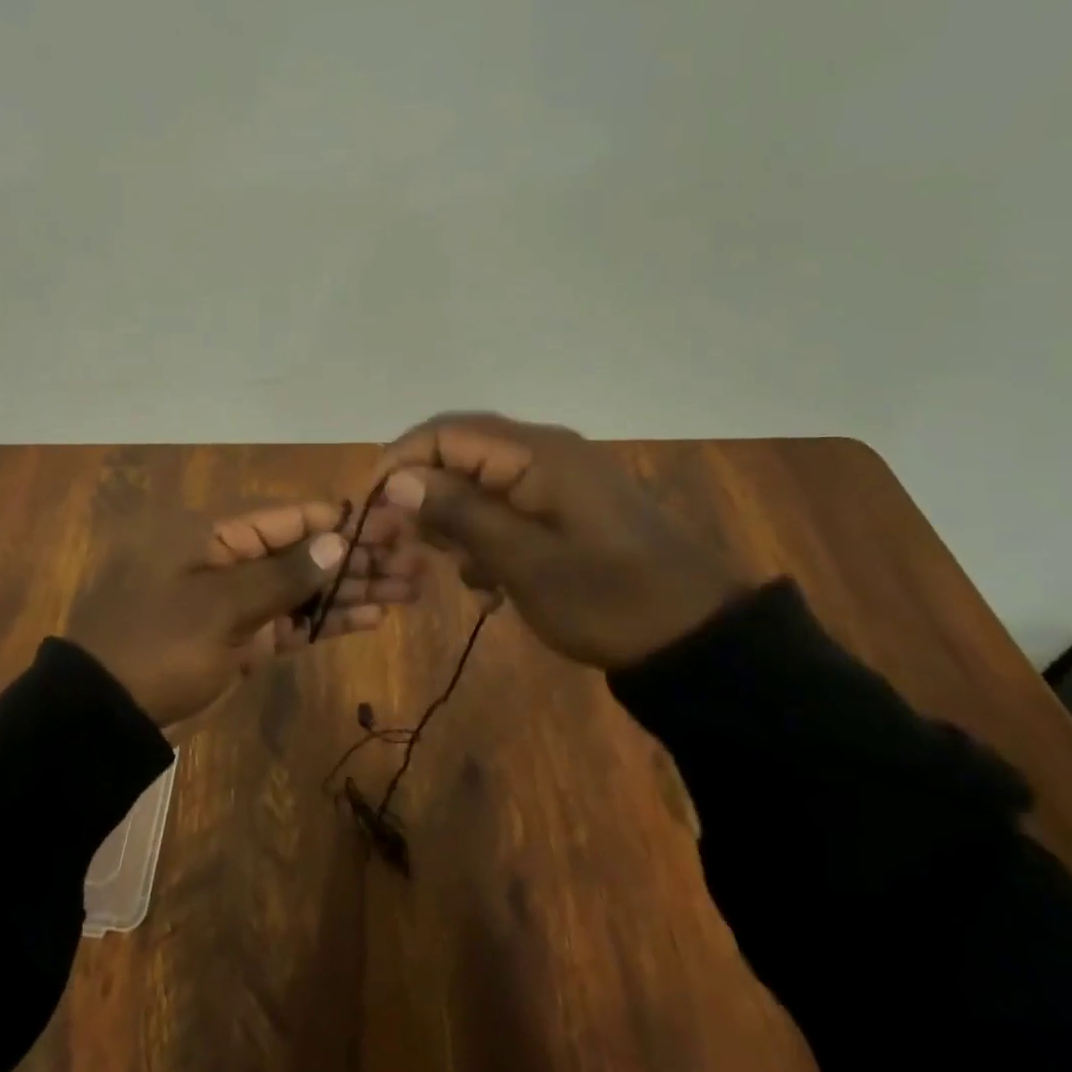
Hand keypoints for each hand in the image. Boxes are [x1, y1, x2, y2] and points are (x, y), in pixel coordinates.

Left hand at [65, 502, 423, 726]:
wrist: (107, 713)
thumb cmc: (160, 644)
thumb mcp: (220, 606)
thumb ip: (283, 575)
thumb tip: (338, 540)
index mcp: (219, 533)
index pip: (292, 517)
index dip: (343, 520)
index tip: (393, 525)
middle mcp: (234, 558)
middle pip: (307, 550)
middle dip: (359, 556)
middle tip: (415, 562)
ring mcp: (241, 600)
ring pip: (307, 587)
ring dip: (353, 588)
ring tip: (409, 588)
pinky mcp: (246, 638)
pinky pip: (294, 621)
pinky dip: (329, 620)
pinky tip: (372, 618)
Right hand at [374, 413, 745, 669]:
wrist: (699, 638)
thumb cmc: (608, 599)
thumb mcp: (524, 562)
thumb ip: (459, 513)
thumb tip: (396, 480)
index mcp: (534, 453)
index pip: (445, 433)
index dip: (400, 462)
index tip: (372, 507)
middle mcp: (542, 451)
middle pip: (459, 453)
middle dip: (424, 494)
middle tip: (404, 544)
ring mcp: (557, 478)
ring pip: (478, 481)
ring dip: (454, 520)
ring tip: (452, 568)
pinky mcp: (566, 505)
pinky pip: (506, 504)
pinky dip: (486, 535)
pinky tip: (488, 580)